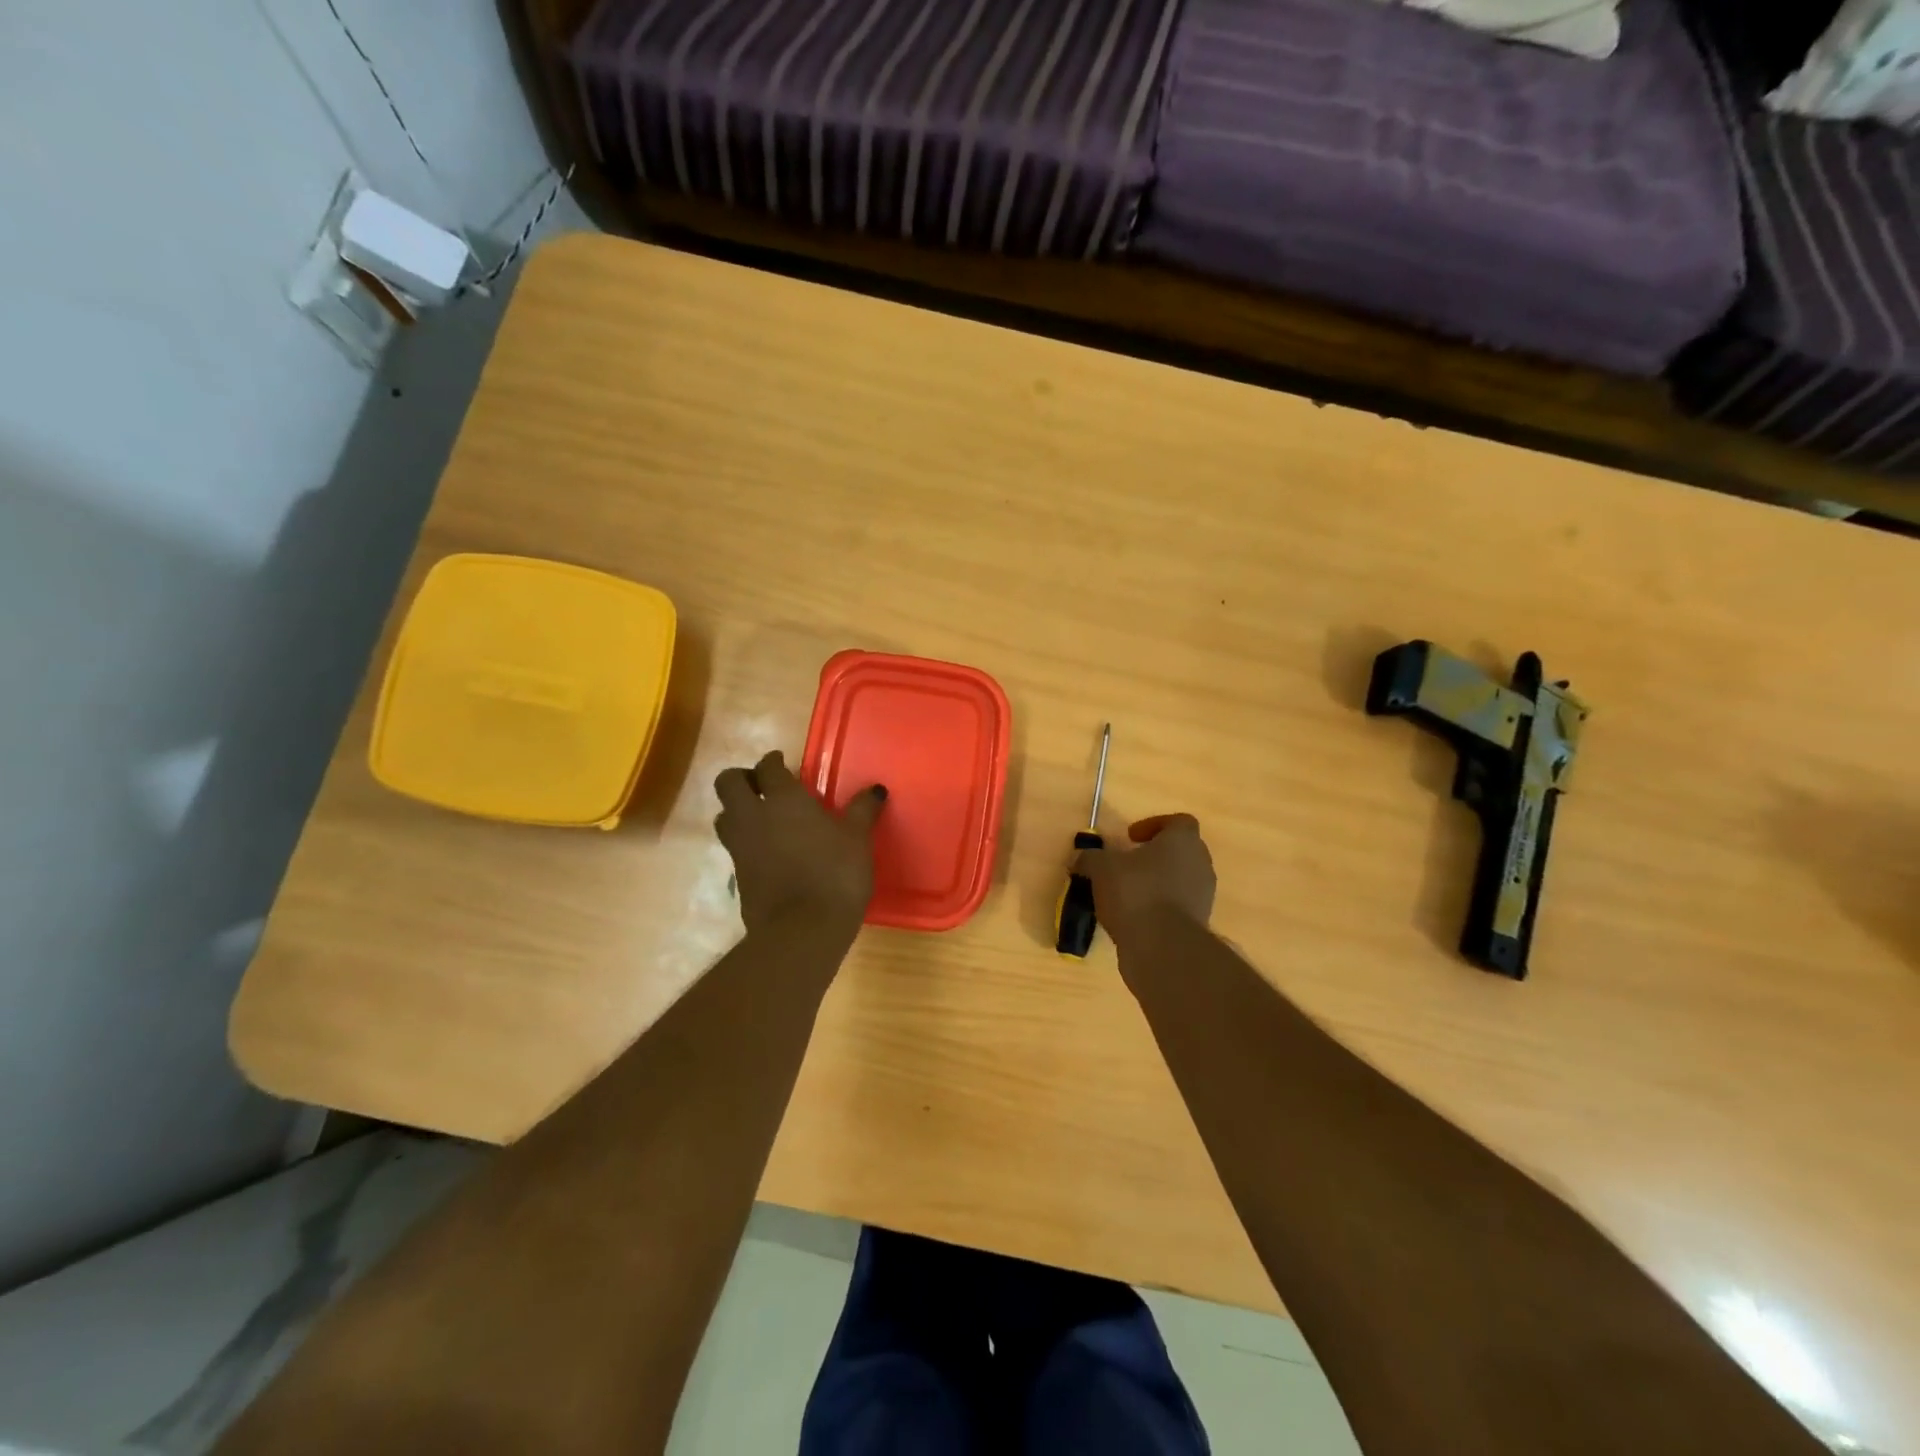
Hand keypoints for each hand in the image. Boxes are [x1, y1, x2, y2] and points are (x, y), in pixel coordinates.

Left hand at [714, 750, 886, 936]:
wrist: (804, 930)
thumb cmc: (835, 874)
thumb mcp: (857, 839)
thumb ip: (863, 810)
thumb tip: (876, 789)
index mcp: (783, 799)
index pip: (767, 767)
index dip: (773, 761)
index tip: (782, 763)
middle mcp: (753, 816)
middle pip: (728, 784)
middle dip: (741, 779)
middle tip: (763, 786)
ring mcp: (740, 847)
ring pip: (723, 816)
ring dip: (737, 810)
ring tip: (762, 818)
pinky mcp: (737, 876)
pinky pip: (733, 848)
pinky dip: (745, 842)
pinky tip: (768, 852)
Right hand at [1078, 814, 1216, 947]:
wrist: (1162, 947)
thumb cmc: (1135, 892)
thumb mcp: (1101, 868)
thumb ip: (1090, 858)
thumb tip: (1080, 858)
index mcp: (1183, 840)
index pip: (1178, 822)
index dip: (1153, 826)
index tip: (1130, 838)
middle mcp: (1200, 863)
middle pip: (1180, 851)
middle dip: (1154, 856)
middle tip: (1126, 865)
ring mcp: (1203, 895)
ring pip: (1179, 880)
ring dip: (1157, 883)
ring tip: (1126, 894)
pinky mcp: (1198, 923)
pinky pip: (1178, 906)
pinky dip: (1160, 907)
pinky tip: (1134, 917)